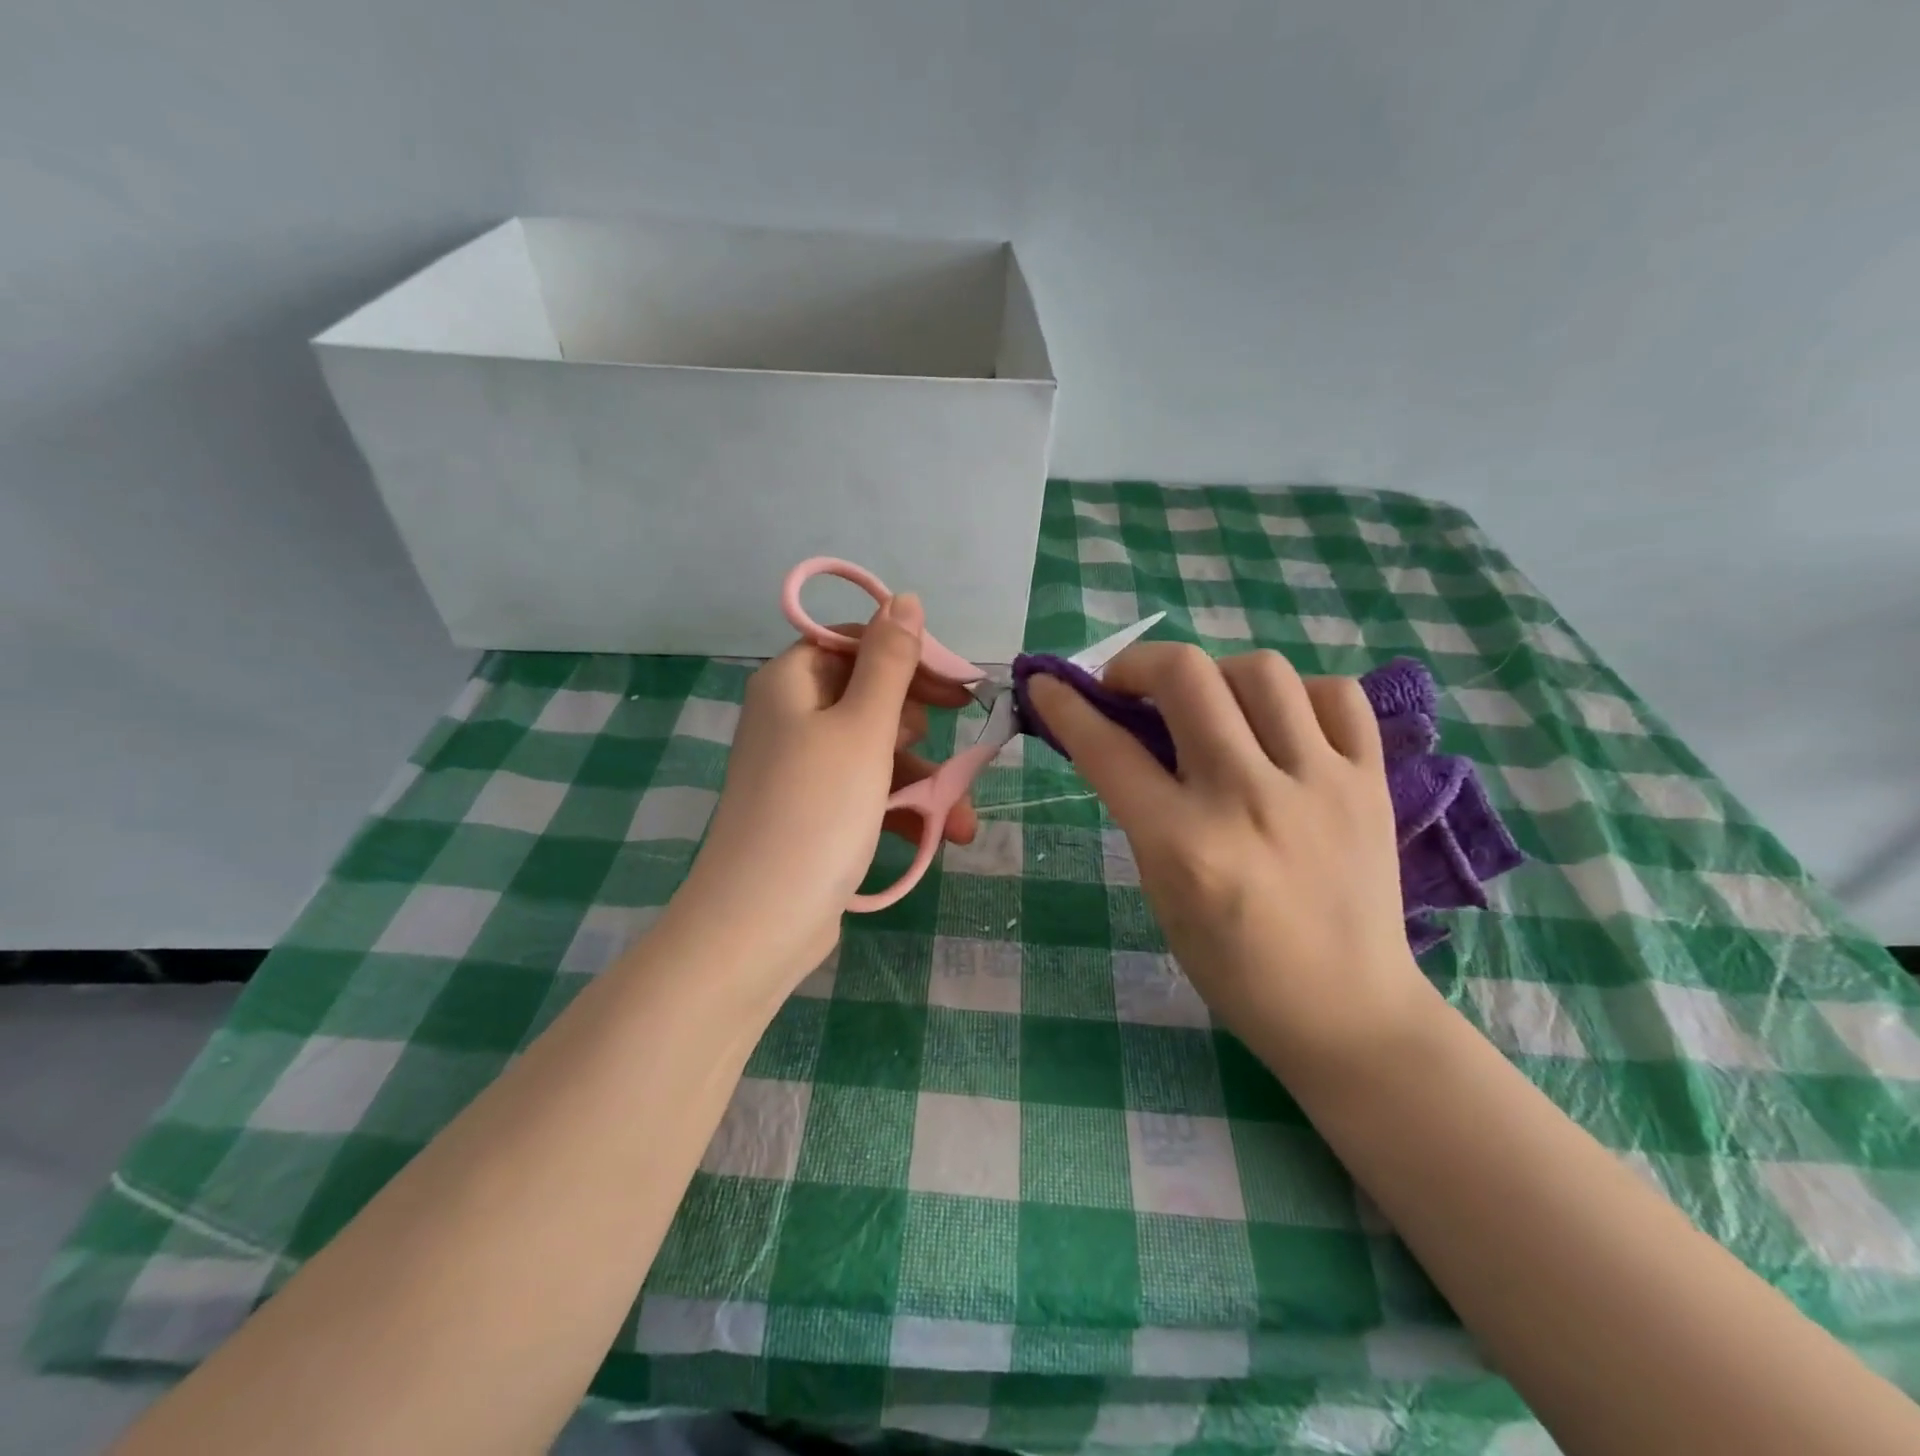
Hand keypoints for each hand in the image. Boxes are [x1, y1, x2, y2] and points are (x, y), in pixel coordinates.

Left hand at [676, 593, 979, 983]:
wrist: (760, 920)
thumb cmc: (817, 809)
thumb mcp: (863, 727)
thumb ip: (890, 661)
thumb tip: (904, 598)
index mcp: (791, 682)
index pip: (855, 644)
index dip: (908, 657)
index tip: (956, 685)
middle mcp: (789, 717)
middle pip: (868, 697)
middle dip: (922, 725)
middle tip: (959, 740)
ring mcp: (798, 768)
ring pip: (873, 752)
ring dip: (923, 779)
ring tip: (961, 818)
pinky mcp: (811, 813)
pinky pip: (863, 793)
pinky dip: (899, 808)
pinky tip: (939, 834)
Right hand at [1028, 645, 1430, 1073]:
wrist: (1346, 1010)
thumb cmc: (1233, 966)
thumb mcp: (1161, 890)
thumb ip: (1141, 809)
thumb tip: (1121, 736)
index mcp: (1184, 844)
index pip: (1107, 748)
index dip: (1065, 706)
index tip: (1047, 685)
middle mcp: (1249, 799)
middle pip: (1186, 676)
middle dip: (1137, 664)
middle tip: (1129, 688)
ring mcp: (1319, 784)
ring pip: (1260, 669)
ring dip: (1216, 675)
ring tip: (1209, 705)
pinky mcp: (1370, 782)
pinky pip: (1335, 695)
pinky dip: (1298, 694)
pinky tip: (1280, 723)